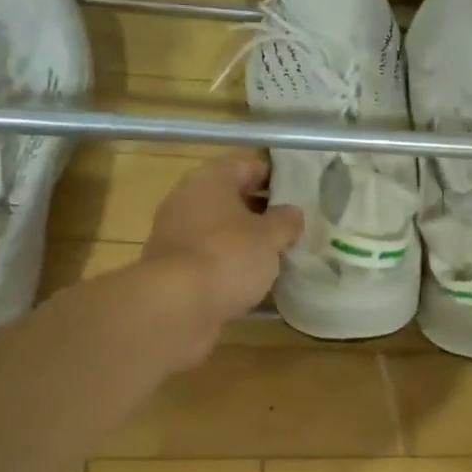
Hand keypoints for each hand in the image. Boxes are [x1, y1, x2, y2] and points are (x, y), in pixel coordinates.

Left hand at [140, 153, 304, 366]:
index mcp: (210, 179)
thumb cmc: (228, 256)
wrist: (175, 307)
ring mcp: (175, 233)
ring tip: (277, 253)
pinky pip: (208, 255)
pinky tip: (251, 277)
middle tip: (292, 225)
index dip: (275, 177)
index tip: (299, 194)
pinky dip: (228, 262)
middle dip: (261, 210)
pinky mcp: (172, 266)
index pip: (247, 165)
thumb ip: (285, 221)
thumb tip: (292, 213)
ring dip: (244, 238)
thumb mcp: (269, 237)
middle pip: (231, 196)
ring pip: (219, 228)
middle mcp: (187, 199)